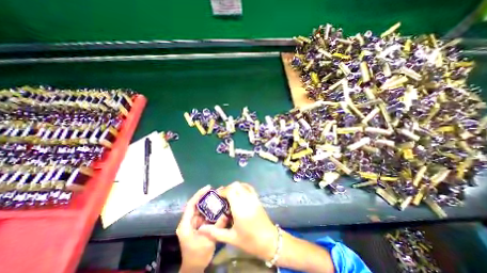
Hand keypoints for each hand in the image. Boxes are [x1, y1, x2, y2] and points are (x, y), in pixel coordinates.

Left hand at [177, 184, 228, 271]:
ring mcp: (194, 222)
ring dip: (209, 202)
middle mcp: (189, 221)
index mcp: (186, 224)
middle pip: (197, 204)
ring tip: (219, 196)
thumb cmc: (197, 255)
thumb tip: (226, 214)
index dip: (199, 195)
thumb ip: (217, 226)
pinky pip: (205, 214)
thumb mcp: (208, 241)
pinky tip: (218, 206)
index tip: (208, 187)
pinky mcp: (199, 224)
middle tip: (216, 190)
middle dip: (206, 197)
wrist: (194, 268)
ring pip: (201, 209)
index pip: (191, 205)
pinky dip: (211, 210)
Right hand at [197, 182, 277, 260]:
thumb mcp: (231, 238)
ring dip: (234, 187)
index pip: (230, 191)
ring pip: (242, 185)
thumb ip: (215, 232)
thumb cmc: (249, 241)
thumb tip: (201, 229)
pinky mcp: (257, 198)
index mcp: (240, 209)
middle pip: (236, 185)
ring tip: (229, 195)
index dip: (222, 191)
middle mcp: (247, 200)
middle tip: (222, 196)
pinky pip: (249, 187)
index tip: (217, 195)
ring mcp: (253, 198)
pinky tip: (239, 193)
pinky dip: (242, 186)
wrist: (269, 240)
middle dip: (227, 188)